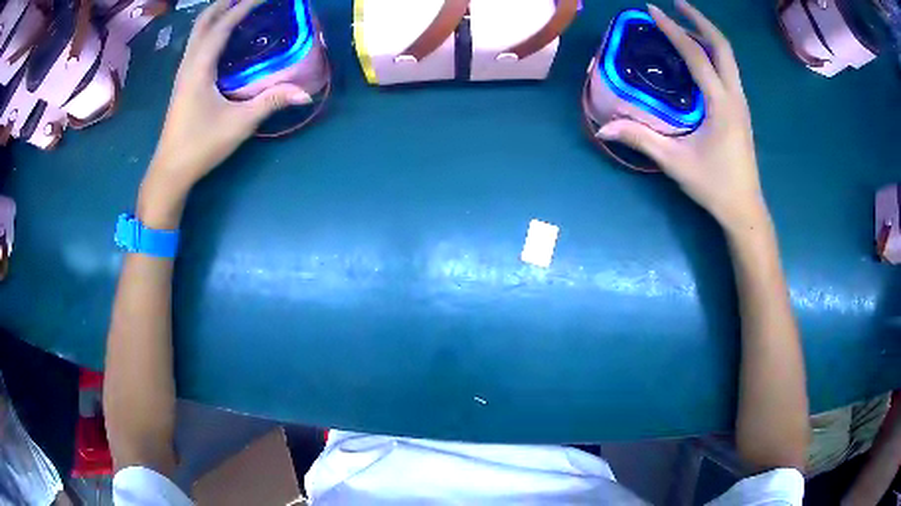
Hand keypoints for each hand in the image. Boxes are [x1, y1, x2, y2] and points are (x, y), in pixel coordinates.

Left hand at [141, 0, 310, 224]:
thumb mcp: (239, 123)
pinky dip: (210, 31)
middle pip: (203, 22)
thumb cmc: (201, 145)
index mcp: (199, 68)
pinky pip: (196, 45)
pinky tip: (222, 36)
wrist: (170, 171)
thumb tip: (305, 93)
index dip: (243, 6)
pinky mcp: (183, 83)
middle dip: (224, 4)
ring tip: (236, 8)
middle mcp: (188, 64)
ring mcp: (183, 73)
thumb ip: (271, 102)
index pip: (222, 25)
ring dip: (216, 15)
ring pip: (197, 33)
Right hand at [598, 0, 768, 232]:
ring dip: (707, 35)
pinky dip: (712, 53)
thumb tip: (603, 129)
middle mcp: (735, 96)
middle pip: (723, 47)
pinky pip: (727, 71)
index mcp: (721, 103)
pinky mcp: (740, 110)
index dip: (673, 30)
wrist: (745, 209)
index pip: (697, 55)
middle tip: (677, 4)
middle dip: (700, 20)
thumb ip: (641, 140)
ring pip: (728, 58)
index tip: (653, 10)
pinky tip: (697, 56)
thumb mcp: (675, 162)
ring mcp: (741, 103)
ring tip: (684, 23)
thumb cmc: (714, 185)